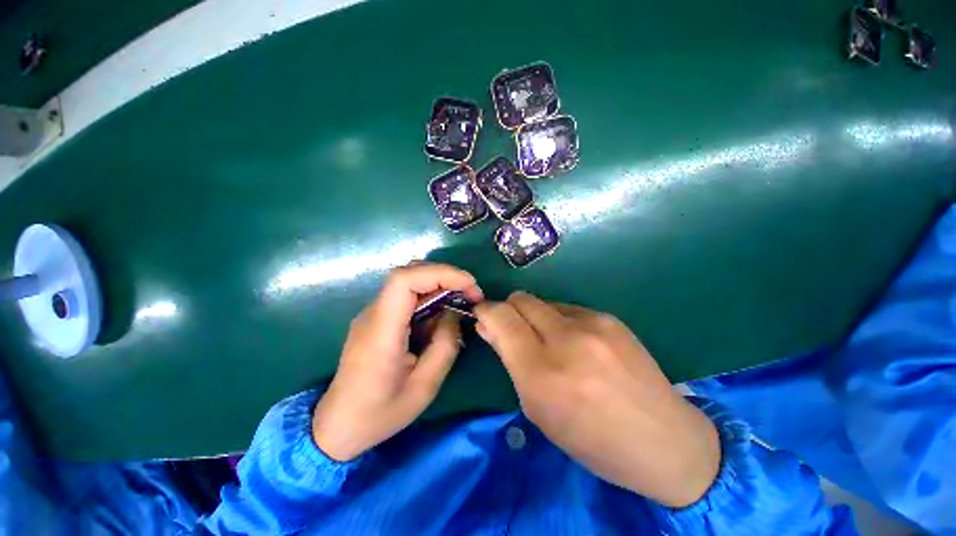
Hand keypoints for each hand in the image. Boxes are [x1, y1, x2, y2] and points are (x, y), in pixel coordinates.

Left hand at [312, 263, 482, 461]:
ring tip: (462, 301)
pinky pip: (406, 297)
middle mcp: (373, 314)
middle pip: (409, 273)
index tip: (469, 285)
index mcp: (381, 332)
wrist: (337, 426)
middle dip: (446, 276)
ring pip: (409, 281)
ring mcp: (372, 314)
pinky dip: (430, 297)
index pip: (404, 280)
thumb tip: (454, 314)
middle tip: (471, 293)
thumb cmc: (380, 413)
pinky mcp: (377, 318)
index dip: (440, 273)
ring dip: (440, 285)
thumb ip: (445, 345)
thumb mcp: (424, 387)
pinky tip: (442, 315)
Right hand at [474, 292, 719, 507]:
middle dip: (508, 309)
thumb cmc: (592, 440)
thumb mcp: (539, 410)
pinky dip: (559, 320)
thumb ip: (509, 361)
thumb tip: (488, 326)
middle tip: (513, 330)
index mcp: (543, 374)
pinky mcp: (609, 318)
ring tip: (550, 342)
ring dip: (535, 317)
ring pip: (542, 302)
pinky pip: (567, 309)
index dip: (486, 312)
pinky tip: (576, 343)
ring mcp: (592, 325)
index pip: (501, 318)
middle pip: (520, 299)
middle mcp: (566, 341)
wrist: (664, 441)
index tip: (482, 316)